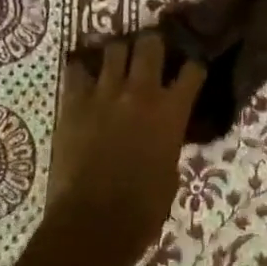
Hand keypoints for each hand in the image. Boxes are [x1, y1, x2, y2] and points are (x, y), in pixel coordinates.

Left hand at [47, 34, 204, 248]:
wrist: (94, 221)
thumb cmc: (144, 207)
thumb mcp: (171, 168)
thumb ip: (169, 138)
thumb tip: (164, 131)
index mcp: (172, 110)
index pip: (193, 69)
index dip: (193, 66)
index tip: (191, 68)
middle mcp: (141, 92)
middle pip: (150, 44)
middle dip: (154, 44)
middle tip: (152, 52)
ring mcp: (104, 94)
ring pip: (114, 48)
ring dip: (119, 51)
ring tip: (118, 58)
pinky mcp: (73, 103)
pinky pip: (76, 70)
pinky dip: (83, 68)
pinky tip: (85, 73)